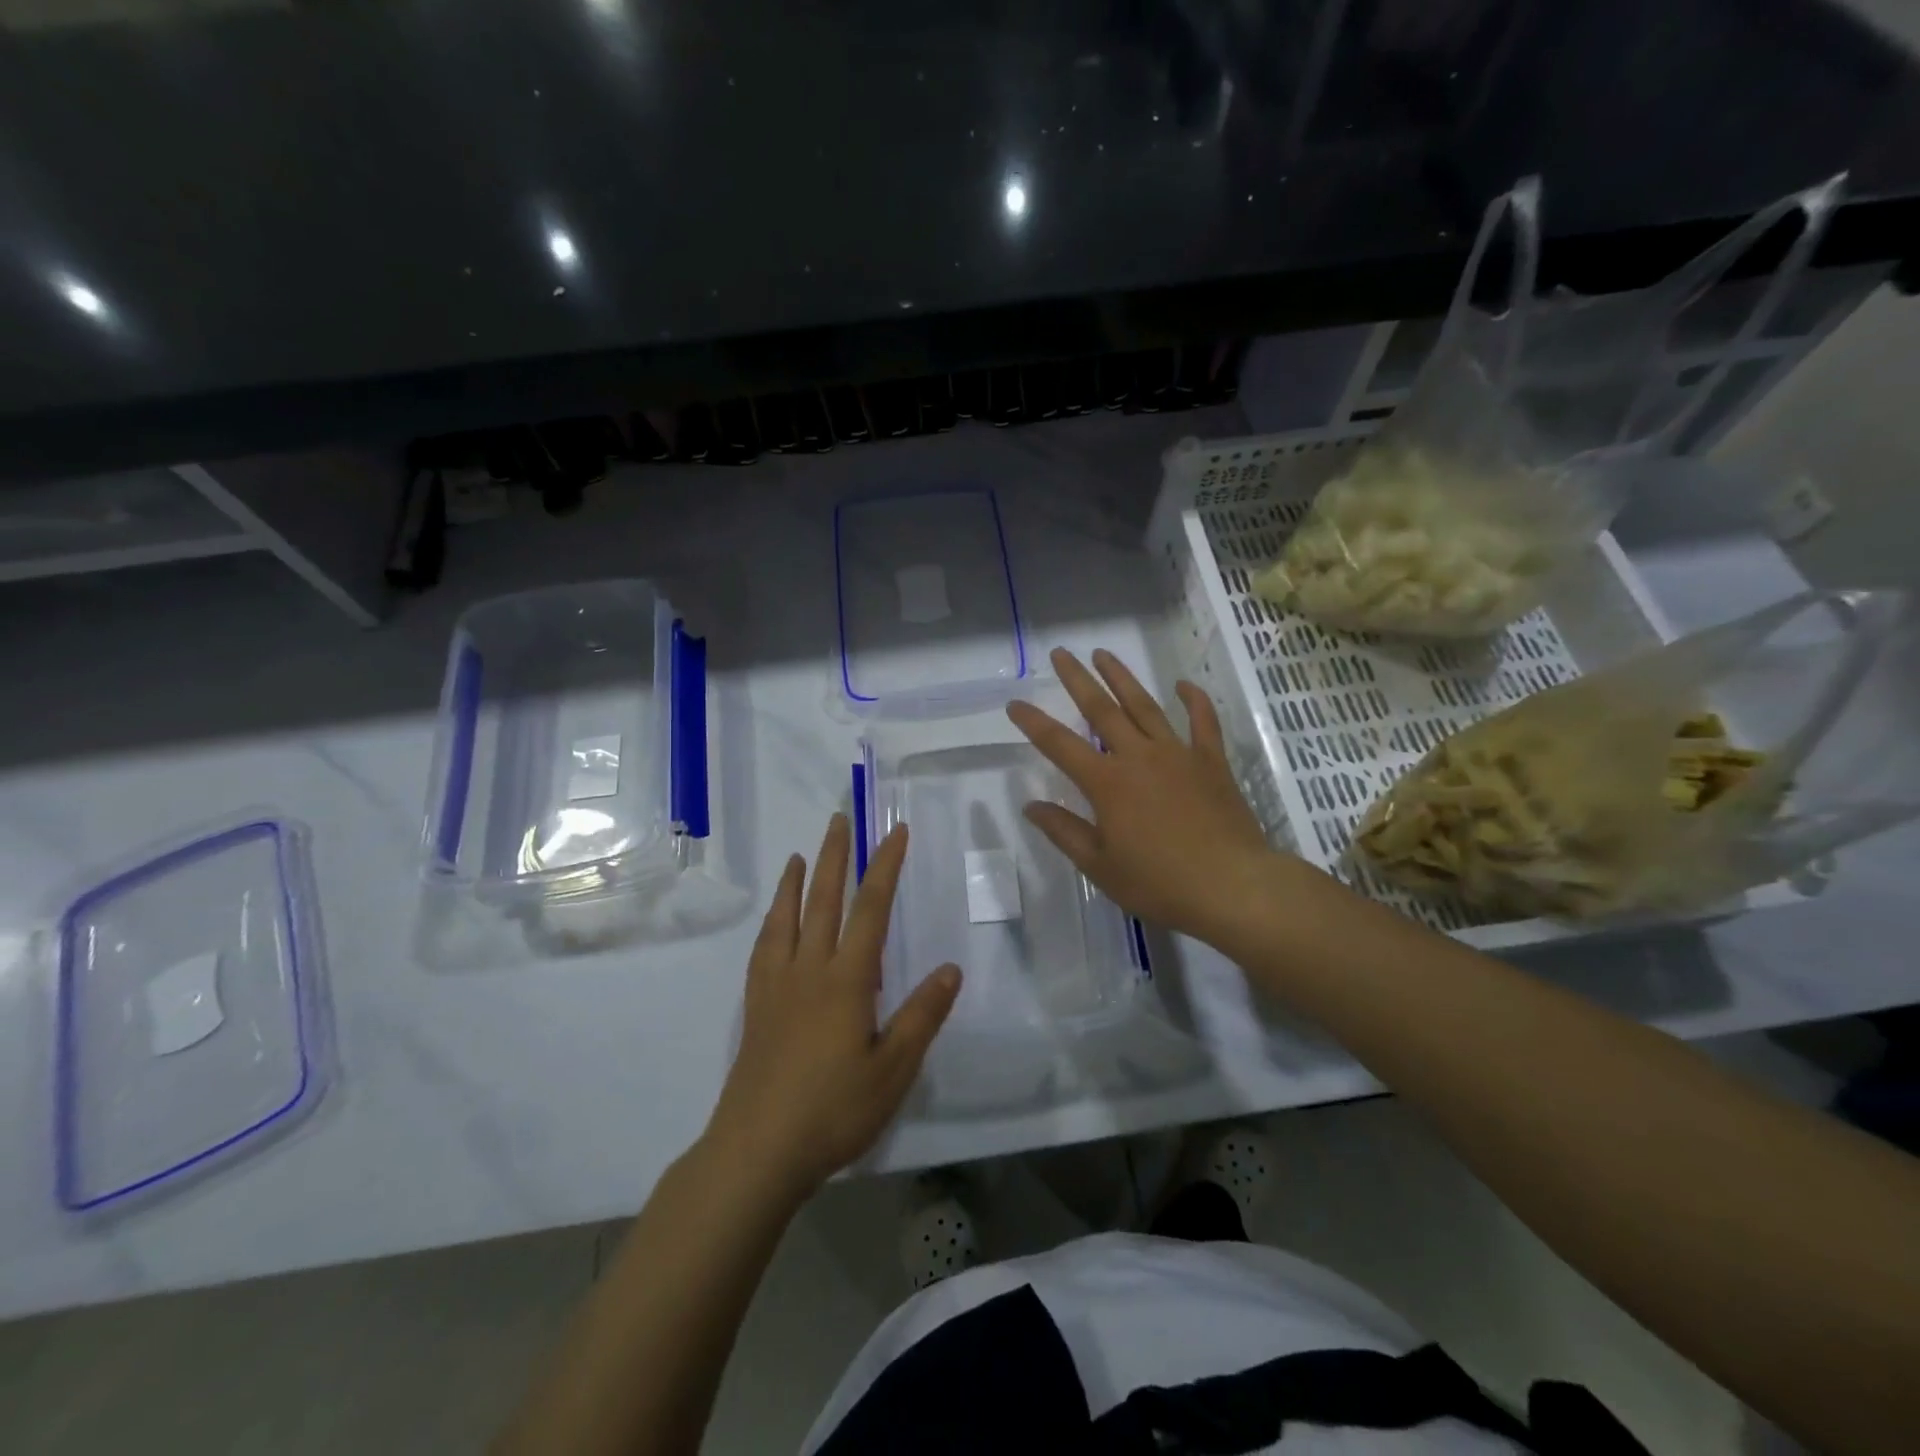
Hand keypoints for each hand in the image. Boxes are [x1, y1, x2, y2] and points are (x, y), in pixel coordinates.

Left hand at [705, 815, 960, 1199]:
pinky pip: (764, 948)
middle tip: (839, 820)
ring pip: (788, 918)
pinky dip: (772, 921)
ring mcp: (777, 985)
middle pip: (824, 900)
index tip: (895, 833)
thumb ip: (922, 1016)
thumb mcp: (893, 1070)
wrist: (758, 1151)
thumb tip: (951, 969)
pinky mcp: (756, 1006)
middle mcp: (809, 969)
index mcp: (847, 980)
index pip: (871, 909)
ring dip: (797, 881)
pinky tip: (774, 921)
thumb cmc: (834, 1110)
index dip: (885, 867)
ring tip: (801, 854)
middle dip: (836, 857)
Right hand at [1007, 648, 1276, 945]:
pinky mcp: (1211, 761)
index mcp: (1107, 783)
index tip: (1015, 703)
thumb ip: (1065, 832)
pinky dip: (1194, 700)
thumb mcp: (1101, 866)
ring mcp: (1178, 754)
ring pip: (1145, 706)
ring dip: (1123, 678)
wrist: (1232, 885)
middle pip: (1102, 709)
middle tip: (1062, 653)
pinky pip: (1202, 722)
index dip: (1034, 723)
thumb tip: (1031, 806)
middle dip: (1078, 680)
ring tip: (1104, 654)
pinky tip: (1183, 684)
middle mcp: (1139, 757)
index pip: (1060, 745)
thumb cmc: (1160, 882)